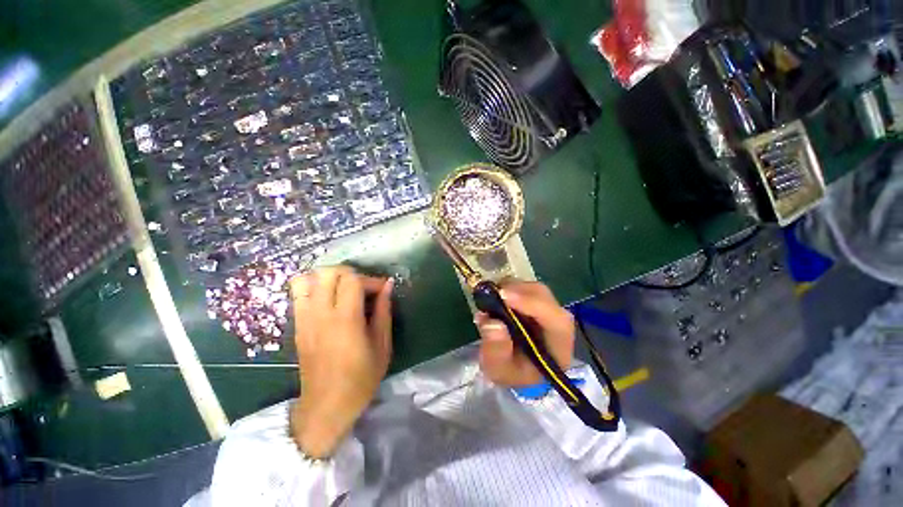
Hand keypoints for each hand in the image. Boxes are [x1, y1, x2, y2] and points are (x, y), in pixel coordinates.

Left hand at [289, 266, 393, 457]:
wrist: (326, 406)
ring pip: (307, 278)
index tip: (380, 291)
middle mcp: (320, 314)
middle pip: (328, 272)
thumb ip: (384, 311)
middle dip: (349, 273)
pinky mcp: (297, 325)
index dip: (370, 280)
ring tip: (343, 289)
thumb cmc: (361, 378)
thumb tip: (388, 285)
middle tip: (362, 287)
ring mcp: (304, 319)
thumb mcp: (382, 345)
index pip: (352, 280)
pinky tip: (329, 299)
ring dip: (327, 277)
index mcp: (345, 320)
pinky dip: (314, 287)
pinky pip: (298, 293)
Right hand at [475, 281, 574, 386]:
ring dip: (512, 288)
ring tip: (492, 297)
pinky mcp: (537, 302)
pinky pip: (526, 288)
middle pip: (545, 297)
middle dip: (518, 292)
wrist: (516, 369)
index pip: (556, 320)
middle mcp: (558, 323)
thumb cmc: (512, 372)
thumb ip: (496, 350)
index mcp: (558, 346)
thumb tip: (492, 322)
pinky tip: (497, 297)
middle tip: (492, 294)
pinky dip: (511, 287)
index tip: (503, 296)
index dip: (532, 304)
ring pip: (535, 289)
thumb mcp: (499, 370)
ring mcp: (548, 310)